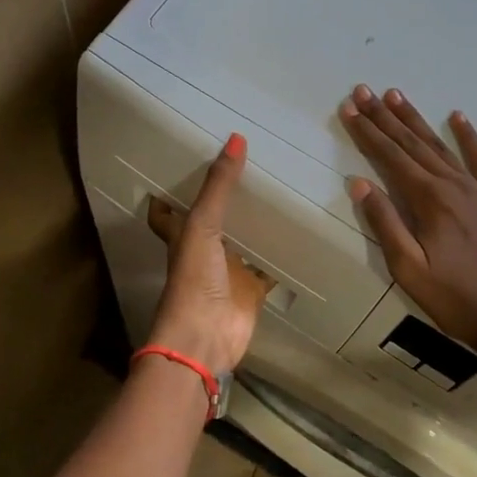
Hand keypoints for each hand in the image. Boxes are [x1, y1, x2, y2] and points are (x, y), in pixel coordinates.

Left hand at [146, 133, 272, 375]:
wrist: (205, 338)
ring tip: (283, 191)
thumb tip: (236, 138)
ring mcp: (230, 271)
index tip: (193, 162)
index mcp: (185, 234)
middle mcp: (206, 250)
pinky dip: (283, 255)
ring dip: (258, 224)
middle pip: (217, 221)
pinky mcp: (253, 290)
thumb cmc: (194, 279)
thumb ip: (219, 186)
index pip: (175, 208)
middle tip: (255, 167)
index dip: (179, 190)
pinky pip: (270, 267)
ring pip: (246, 241)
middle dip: (231, 200)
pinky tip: (301, 235)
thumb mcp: (203, 225)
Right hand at [340, 85, 476, 357]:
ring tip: (396, 96)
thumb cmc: (456, 301)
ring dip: (416, 120)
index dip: (367, 132)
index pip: (390, 157)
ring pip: (441, 146)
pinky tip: (458, 117)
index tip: (349, 108)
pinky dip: (469, 137)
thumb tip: (359, 182)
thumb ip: (385, 223)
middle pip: (412, 144)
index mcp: (429, 201)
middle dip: (385, 117)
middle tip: (364, 91)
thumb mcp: (409, 270)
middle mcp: (453, 185)